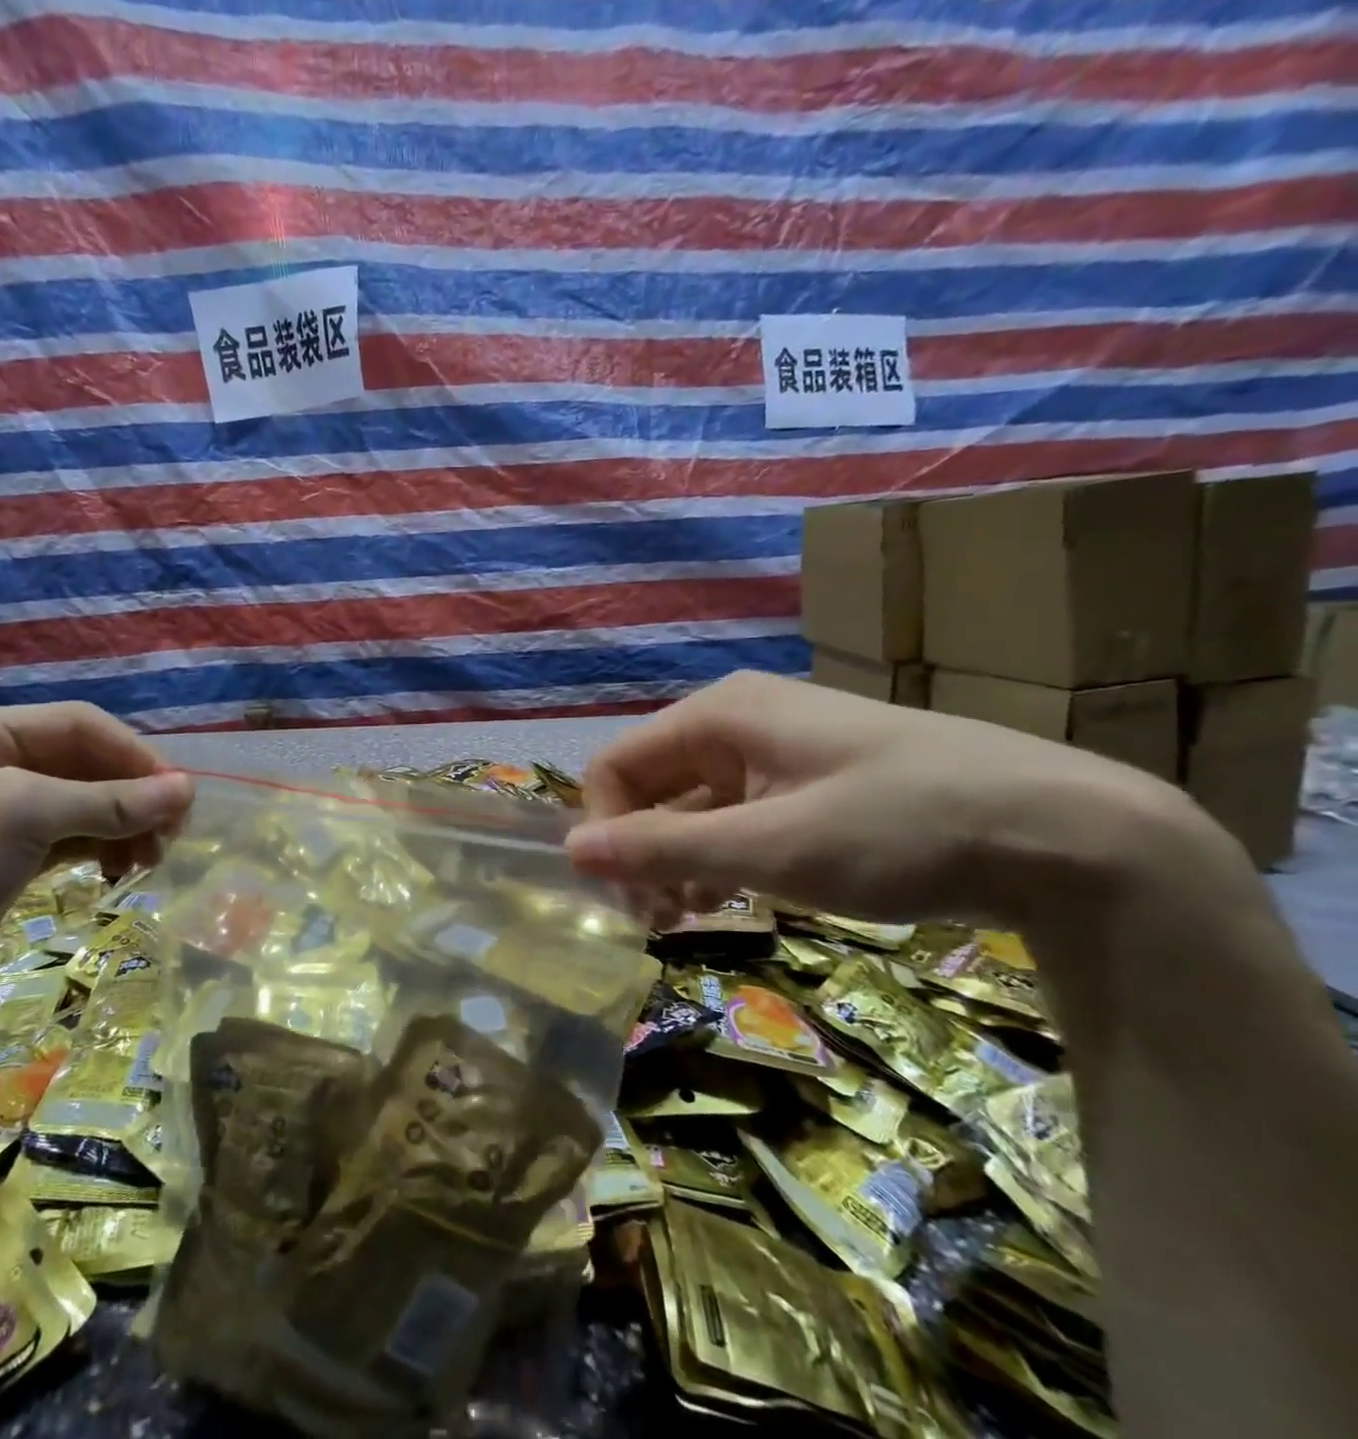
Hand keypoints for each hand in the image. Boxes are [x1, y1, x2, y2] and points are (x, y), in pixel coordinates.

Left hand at [0, 704, 191, 1043]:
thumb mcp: (23, 818)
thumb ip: (110, 802)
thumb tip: (188, 790)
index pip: (78, 724)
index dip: (134, 754)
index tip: (180, 793)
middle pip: (84, 763)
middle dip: (132, 794)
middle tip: (175, 831)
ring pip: (83, 803)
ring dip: (124, 824)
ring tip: (153, 858)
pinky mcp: (5, 857)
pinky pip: (70, 838)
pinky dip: (103, 847)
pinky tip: (125, 868)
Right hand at [565, 671, 1233, 935]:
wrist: (1067, 835)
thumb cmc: (900, 828)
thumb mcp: (770, 847)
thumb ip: (662, 848)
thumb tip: (570, 851)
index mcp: (717, 715)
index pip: (617, 765)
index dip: (606, 829)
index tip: (626, 899)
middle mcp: (737, 723)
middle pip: (651, 786)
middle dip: (641, 851)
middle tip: (656, 922)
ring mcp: (775, 752)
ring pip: (691, 806)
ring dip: (676, 861)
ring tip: (688, 918)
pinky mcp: (809, 784)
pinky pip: (736, 817)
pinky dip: (720, 858)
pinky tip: (729, 898)